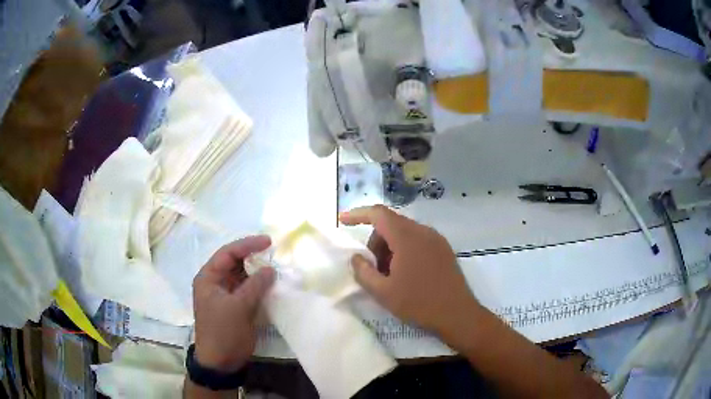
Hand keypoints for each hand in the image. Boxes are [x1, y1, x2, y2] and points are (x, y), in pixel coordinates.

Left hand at [192, 236, 275, 371]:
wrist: (221, 362)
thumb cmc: (223, 332)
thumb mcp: (238, 307)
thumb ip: (255, 285)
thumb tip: (270, 269)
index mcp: (208, 278)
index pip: (227, 253)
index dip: (247, 245)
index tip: (269, 242)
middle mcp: (216, 283)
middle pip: (235, 263)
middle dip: (254, 257)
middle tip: (274, 254)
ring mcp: (226, 295)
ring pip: (243, 277)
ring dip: (258, 272)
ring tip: (276, 268)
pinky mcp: (236, 307)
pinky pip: (248, 290)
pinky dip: (260, 286)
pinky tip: (272, 285)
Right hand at [339, 205, 479, 333]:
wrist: (458, 314)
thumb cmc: (419, 303)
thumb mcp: (383, 292)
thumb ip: (363, 272)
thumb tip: (356, 257)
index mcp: (407, 237)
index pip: (378, 214)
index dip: (358, 214)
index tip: (342, 221)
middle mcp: (423, 231)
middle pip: (391, 224)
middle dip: (376, 241)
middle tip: (373, 268)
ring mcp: (437, 239)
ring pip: (405, 233)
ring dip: (390, 247)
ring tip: (390, 275)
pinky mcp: (444, 249)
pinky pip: (418, 240)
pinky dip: (405, 250)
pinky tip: (407, 274)